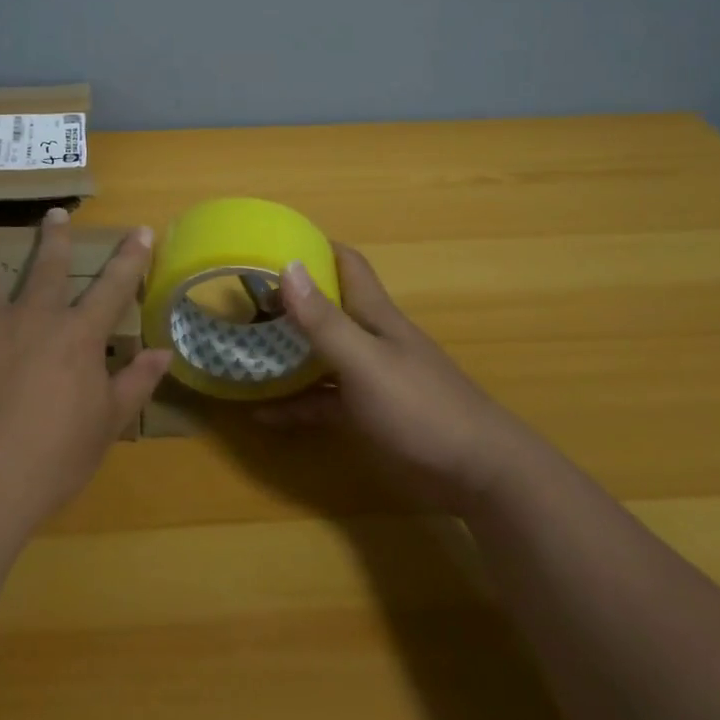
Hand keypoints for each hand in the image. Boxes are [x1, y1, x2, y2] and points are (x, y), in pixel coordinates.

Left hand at [0, 211, 170, 534]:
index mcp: (76, 336)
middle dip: (54, 237)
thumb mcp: (106, 426)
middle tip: (55, 212)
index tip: (140, 229)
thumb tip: (165, 351)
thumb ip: (135, 384)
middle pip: (46, 267)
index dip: (130, 258)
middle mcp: (31, 316)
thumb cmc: (51, 460)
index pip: (113, 287)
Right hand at [264, 245, 529, 505]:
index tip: (270, 244)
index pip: (346, 264)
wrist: (479, 475)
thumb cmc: (422, 407)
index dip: (313, 248)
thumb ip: (325, 321)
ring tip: (241, 351)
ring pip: (319, 355)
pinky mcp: (368, 415)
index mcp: (374, 315)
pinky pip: (322, 402)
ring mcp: (369, 378)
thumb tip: (288, 265)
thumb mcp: (366, 362)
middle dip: (287, 302)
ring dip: (285, 353)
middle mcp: (369, 339)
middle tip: (240, 301)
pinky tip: (261, 413)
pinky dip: (294, 405)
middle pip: (325, 308)